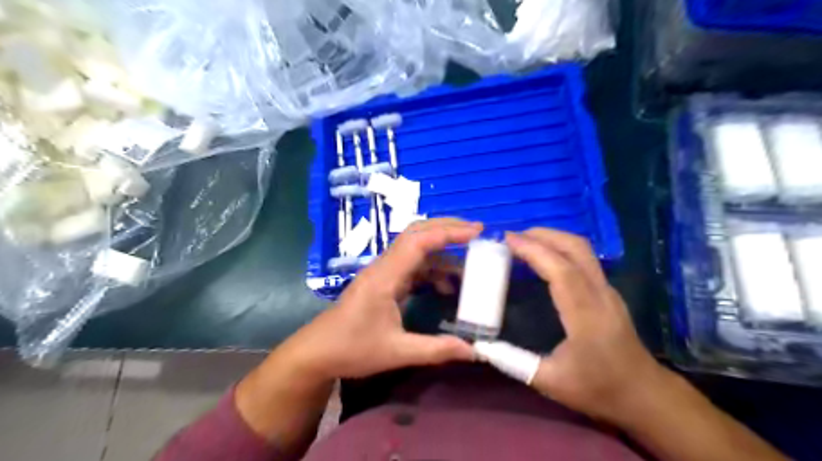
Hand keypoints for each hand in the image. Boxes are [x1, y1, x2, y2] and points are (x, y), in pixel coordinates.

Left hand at [276, 220, 483, 380]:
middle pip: (416, 234)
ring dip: (441, 250)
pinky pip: (412, 265)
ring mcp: (382, 272)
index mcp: (385, 277)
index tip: (476, 232)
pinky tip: (445, 286)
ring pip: (415, 248)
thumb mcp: (396, 352)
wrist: (317, 352)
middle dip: (447, 229)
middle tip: (477, 233)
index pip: (418, 242)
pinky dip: (432, 269)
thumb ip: (436, 350)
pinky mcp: (383, 281)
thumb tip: (473, 351)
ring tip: (468, 263)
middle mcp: (383, 267)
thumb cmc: (352, 349)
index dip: (448, 233)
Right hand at [508, 229, 666, 422]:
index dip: (534, 250)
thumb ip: (512, 361)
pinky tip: (544, 258)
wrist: (644, 395)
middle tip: (513, 236)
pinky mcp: (607, 292)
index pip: (561, 271)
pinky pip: (584, 259)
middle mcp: (600, 295)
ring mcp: (607, 290)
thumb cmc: (598, 388)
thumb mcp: (549, 381)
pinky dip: (560, 249)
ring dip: (553, 238)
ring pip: (583, 250)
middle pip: (576, 249)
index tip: (508, 239)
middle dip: (543, 235)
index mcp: (586, 316)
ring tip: (525, 241)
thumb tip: (480, 346)